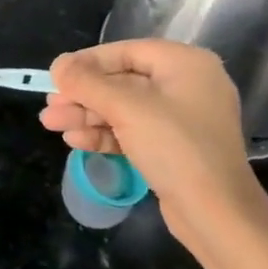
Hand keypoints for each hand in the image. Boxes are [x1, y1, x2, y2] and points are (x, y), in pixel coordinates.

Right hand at [41, 40, 267, 258]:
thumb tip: (58, 65)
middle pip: (121, 81)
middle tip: (49, 106)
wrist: (217, 216)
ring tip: (51, 124)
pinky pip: (133, 131)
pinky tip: (75, 140)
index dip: (86, 62)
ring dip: (86, 115)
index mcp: (185, 64)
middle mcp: (186, 85)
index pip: (125, 52)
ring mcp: (181, 119)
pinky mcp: (173, 148)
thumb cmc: (175, 148)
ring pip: (123, 108)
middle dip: (82, 95)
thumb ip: (87, 82)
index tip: (55, 76)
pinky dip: (105, 133)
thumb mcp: (126, 108)